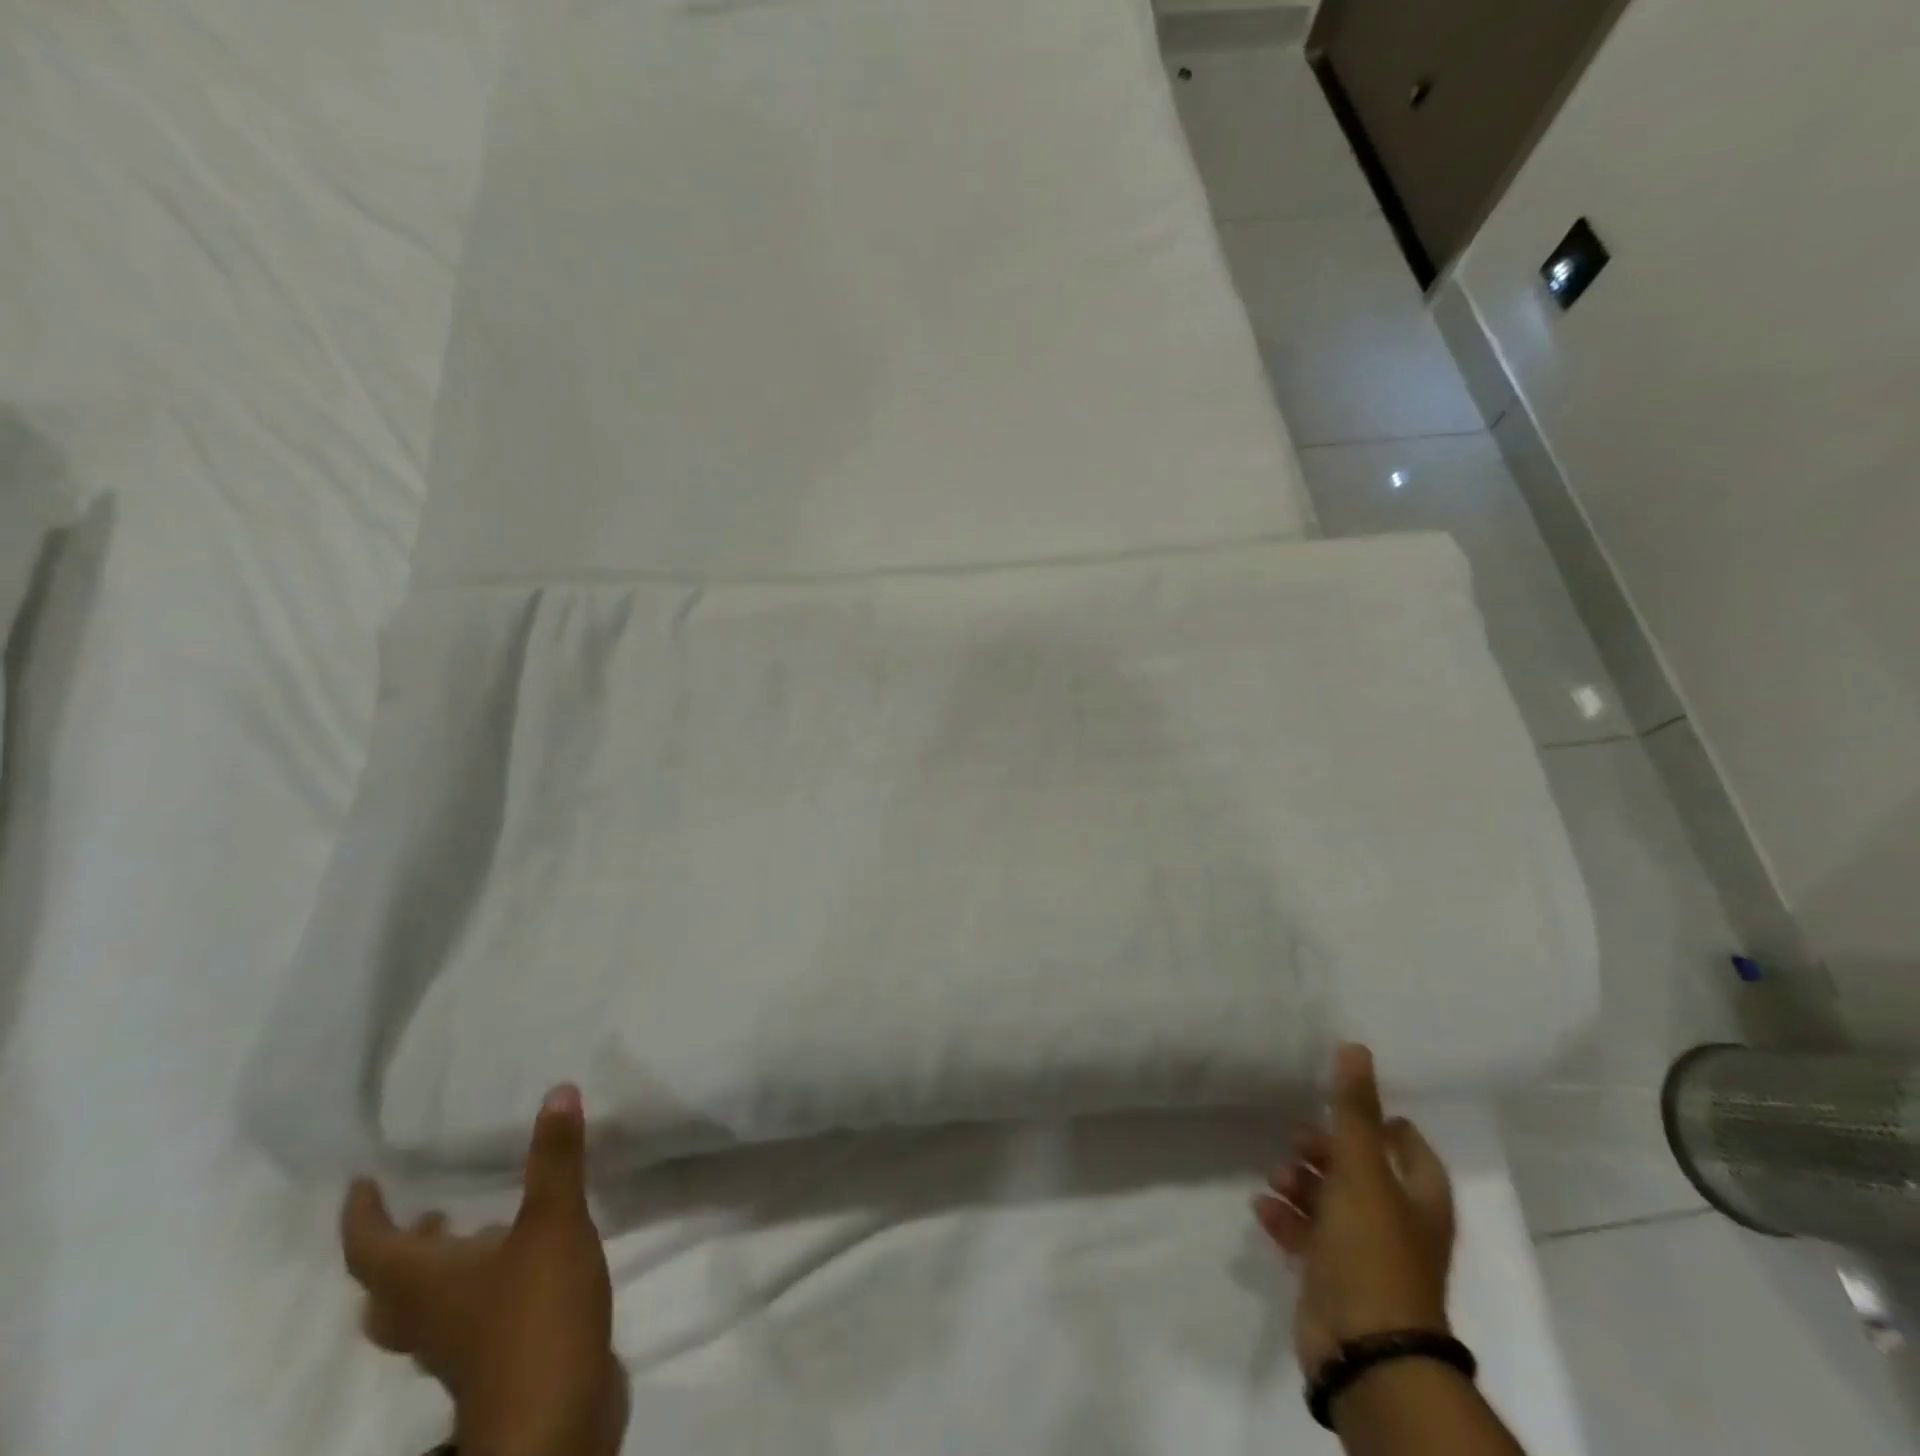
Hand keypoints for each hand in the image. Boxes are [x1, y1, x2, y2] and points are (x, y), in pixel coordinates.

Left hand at [341, 1085, 627, 1455]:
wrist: (555, 1419)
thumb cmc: (536, 1314)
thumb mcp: (553, 1223)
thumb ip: (555, 1159)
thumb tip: (558, 1091)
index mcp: (427, 1283)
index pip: (372, 1249)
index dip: (363, 1215)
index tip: (362, 1183)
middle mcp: (432, 1317)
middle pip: (389, 1291)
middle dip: (399, 1250)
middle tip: (422, 1213)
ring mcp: (461, 1347)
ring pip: (427, 1310)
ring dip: (438, 1271)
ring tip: (473, 1230)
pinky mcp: (495, 1363)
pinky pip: (469, 1320)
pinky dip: (480, 1288)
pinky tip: (523, 1265)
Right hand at [1253, 1044, 1455, 1380]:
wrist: (1364, 1348)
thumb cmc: (1372, 1250)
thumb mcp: (1361, 1170)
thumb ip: (1354, 1110)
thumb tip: (1356, 1047)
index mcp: (1418, 1197)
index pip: (1406, 1145)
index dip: (1379, 1123)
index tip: (1340, 1105)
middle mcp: (1396, 1222)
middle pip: (1359, 1169)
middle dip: (1324, 1151)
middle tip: (1297, 1141)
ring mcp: (1364, 1252)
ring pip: (1328, 1200)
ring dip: (1299, 1183)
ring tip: (1276, 1177)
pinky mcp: (1333, 1276)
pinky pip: (1305, 1234)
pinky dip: (1285, 1218)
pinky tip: (1263, 1209)